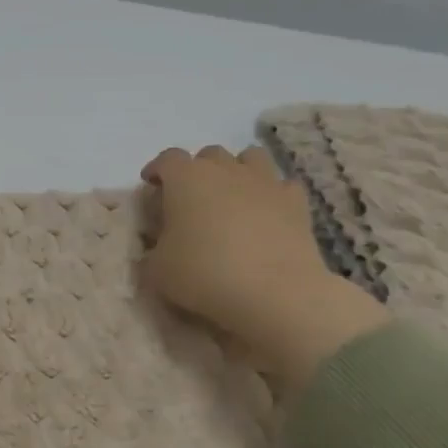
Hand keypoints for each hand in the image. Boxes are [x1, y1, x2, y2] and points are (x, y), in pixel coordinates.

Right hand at [142, 144, 386, 393]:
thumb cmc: (204, 273)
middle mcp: (225, 169)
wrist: (274, 292)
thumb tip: (160, 244)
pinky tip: (265, 212)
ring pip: (249, 158)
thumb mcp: (157, 268)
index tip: (151, 186)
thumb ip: (153, 248)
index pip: (167, 159)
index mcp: (186, 178)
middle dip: (196, 170)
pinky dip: (270, 193)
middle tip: (190, 198)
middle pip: (208, 155)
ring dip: (236, 171)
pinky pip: (281, 185)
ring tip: (229, 196)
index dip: (157, 170)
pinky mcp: (296, 202)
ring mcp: (265, 182)